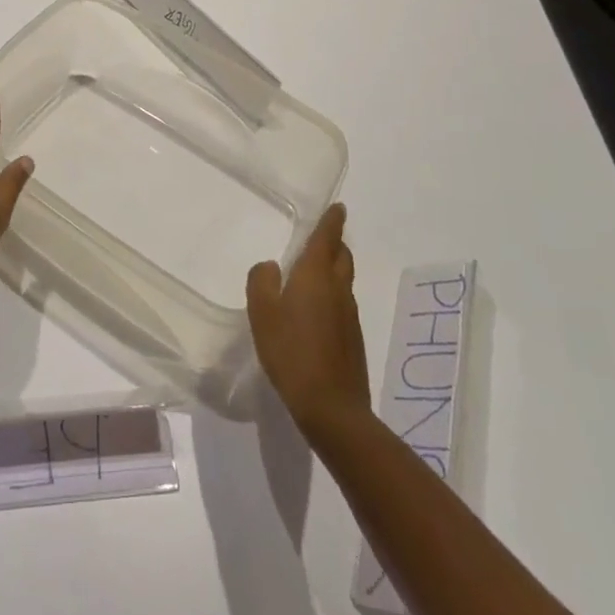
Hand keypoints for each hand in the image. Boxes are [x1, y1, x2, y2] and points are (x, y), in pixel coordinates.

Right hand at [247, 203, 370, 435]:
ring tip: (312, 272)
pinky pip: (342, 304)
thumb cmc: (291, 352)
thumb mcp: (263, 313)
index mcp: (316, 276)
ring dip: (333, 269)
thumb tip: (270, 267)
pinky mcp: (353, 339)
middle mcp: (338, 289)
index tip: (339, 207)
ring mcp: (349, 316)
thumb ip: (261, 281)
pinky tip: (314, 312)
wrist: (332, 407)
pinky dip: (331, 295)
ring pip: (343, 280)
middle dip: (335, 243)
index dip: (333, 221)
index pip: (327, 238)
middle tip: (322, 237)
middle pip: (342, 257)